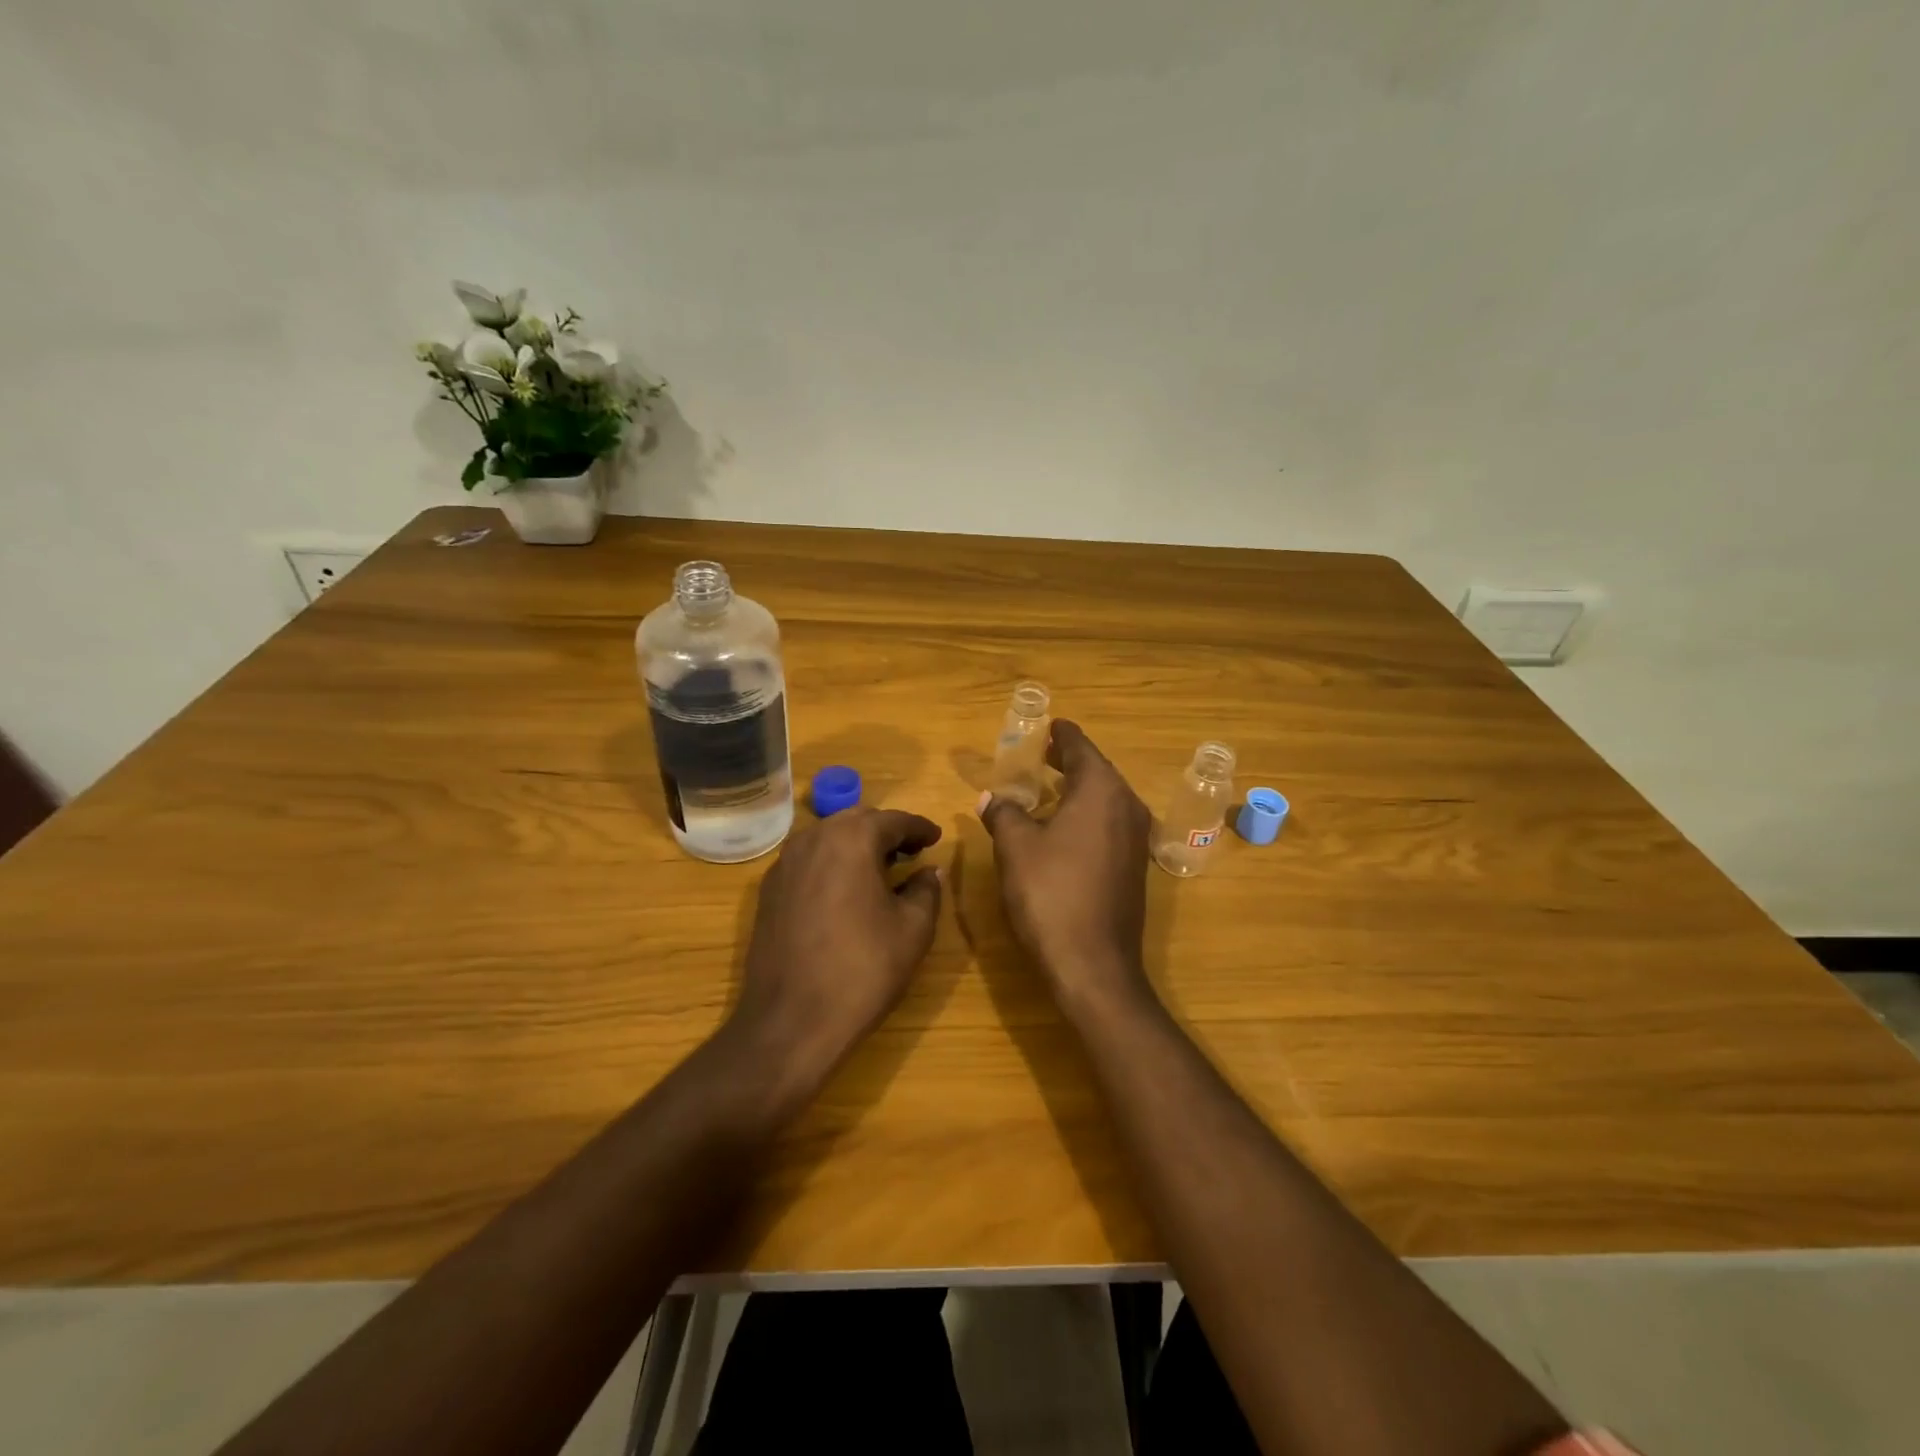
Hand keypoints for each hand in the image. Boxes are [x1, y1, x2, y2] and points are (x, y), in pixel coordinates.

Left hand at [733, 808, 943, 1073]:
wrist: (790, 1021)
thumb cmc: (862, 969)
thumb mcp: (913, 929)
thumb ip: (926, 889)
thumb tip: (929, 871)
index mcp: (852, 839)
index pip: (894, 820)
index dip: (920, 828)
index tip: (937, 837)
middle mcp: (813, 838)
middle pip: (858, 821)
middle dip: (887, 832)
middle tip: (912, 851)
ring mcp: (784, 863)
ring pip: (829, 838)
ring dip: (857, 845)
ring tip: (881, 869)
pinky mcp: (768, 890)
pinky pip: (808, 861)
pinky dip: (832, 863)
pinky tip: (846, 891)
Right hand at [977, 720, 1154, 1012]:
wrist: (1093, 964)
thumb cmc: (1050, 894)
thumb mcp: (1016, 847)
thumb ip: (1004, 814)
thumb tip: (991, 798)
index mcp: (1101, 791)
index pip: (1081, 748)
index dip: (1063, 735)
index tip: (1051, 724)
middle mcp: (1127, 807)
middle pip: (1098, 771)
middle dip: (1070, 760)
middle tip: (1044, 751)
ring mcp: (1136, 839)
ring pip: (1106, 799)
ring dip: (1079, 788)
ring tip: (1050, 785)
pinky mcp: (1134, 867)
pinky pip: (1110, 824)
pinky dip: (1088, 814)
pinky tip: (1065, 826)